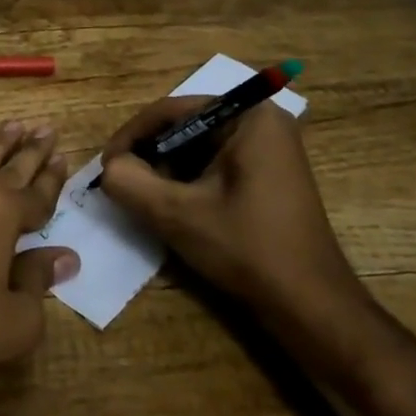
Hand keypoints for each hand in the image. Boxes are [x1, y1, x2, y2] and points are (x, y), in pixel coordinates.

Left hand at [0, 122, 78, 415]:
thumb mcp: (10, 323)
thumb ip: (39, 283)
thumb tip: (65, 257)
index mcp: (1, 213)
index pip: (37, 192)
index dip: (53, 178)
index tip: (64, 156)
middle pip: (8, 164)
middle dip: (30, 148)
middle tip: (46, 127)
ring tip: (13, 125)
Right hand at [99, 98, 371, 347]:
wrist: (310, 305)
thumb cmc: (247, 248)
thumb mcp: (176, 213)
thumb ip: (130, 182)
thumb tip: (109, 168)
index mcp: (248, 116)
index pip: (172, 110)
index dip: (132, 137)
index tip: (105, 167)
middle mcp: (262, 121)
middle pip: (185, 126)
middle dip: (150, 155)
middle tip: (123, 184)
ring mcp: (270, 148)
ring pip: (198, 147)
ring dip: (167, 170)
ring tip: (145, 198)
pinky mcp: (268, 173)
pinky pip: (216, 164)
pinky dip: (189, 181)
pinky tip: (174, 207)